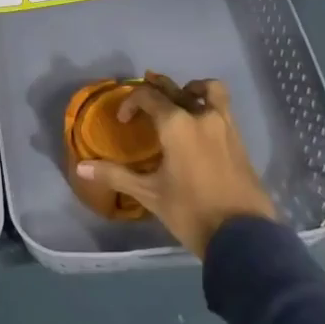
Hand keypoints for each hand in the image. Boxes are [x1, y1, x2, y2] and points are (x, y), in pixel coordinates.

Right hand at [76, 76, 276, 256]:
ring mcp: (225, 125)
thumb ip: (117, 175)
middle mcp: (201, 116)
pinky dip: (209, 105)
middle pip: (176, 88)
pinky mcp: (239, 140)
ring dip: (192, 88)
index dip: (131, 103)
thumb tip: (81, 167)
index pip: (149, 97)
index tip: (124, 120)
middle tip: (145, 93)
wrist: (243, 236)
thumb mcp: (150, 194)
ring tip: (183, 97)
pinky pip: (223, 108)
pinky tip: (201, 126)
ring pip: (209, 90)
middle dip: (158, 87)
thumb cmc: (191, 212)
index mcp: (176, 124)